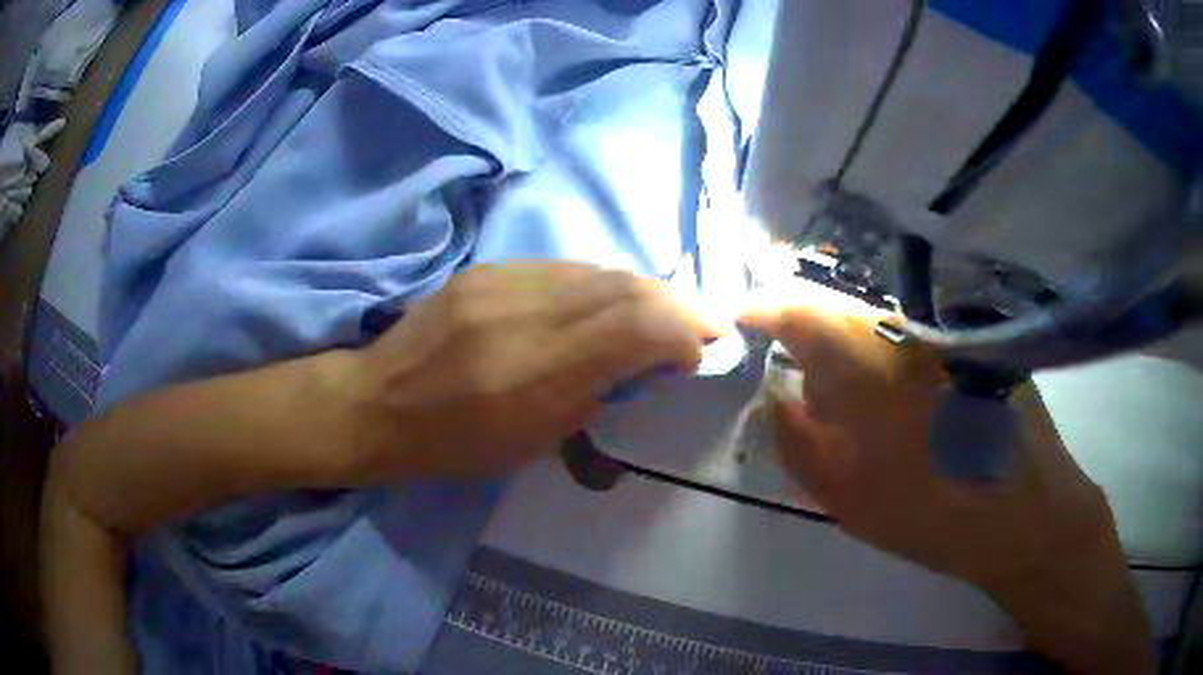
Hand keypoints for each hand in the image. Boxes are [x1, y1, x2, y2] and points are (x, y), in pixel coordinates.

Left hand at [344, 262, 718, 478]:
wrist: (377, 403)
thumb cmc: (452, 445)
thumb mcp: (532, 443)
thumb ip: (594, 394)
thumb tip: (645, 362)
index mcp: (531, 373)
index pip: (634, 327)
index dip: (682, 331)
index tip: (700, 350)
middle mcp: (520, 313)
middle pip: (624, 286)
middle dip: (676, 303)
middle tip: (700, 324)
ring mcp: (500, 281)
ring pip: (598, 270)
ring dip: (642, 291)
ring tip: (662, 314)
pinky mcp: (486, 269)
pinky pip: (564, 268)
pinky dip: (601, 285)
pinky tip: (607, 305)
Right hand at [740, 292, 1152, 673]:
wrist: (1024, 511)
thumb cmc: (929, 511)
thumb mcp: (843, 494)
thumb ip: (796, 439)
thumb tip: (778, 393)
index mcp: (865, 360)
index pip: (798, 307)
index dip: (764, 307)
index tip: (744, 317)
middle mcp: (905, 327)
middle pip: (839, 304)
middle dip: (806, 324)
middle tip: (793, 359)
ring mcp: (943, 329)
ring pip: (879, 316)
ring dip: (851, 338)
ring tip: (847, 382)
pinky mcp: (971, 340)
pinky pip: (913, 329)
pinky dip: (890, 346)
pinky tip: (900, 388)